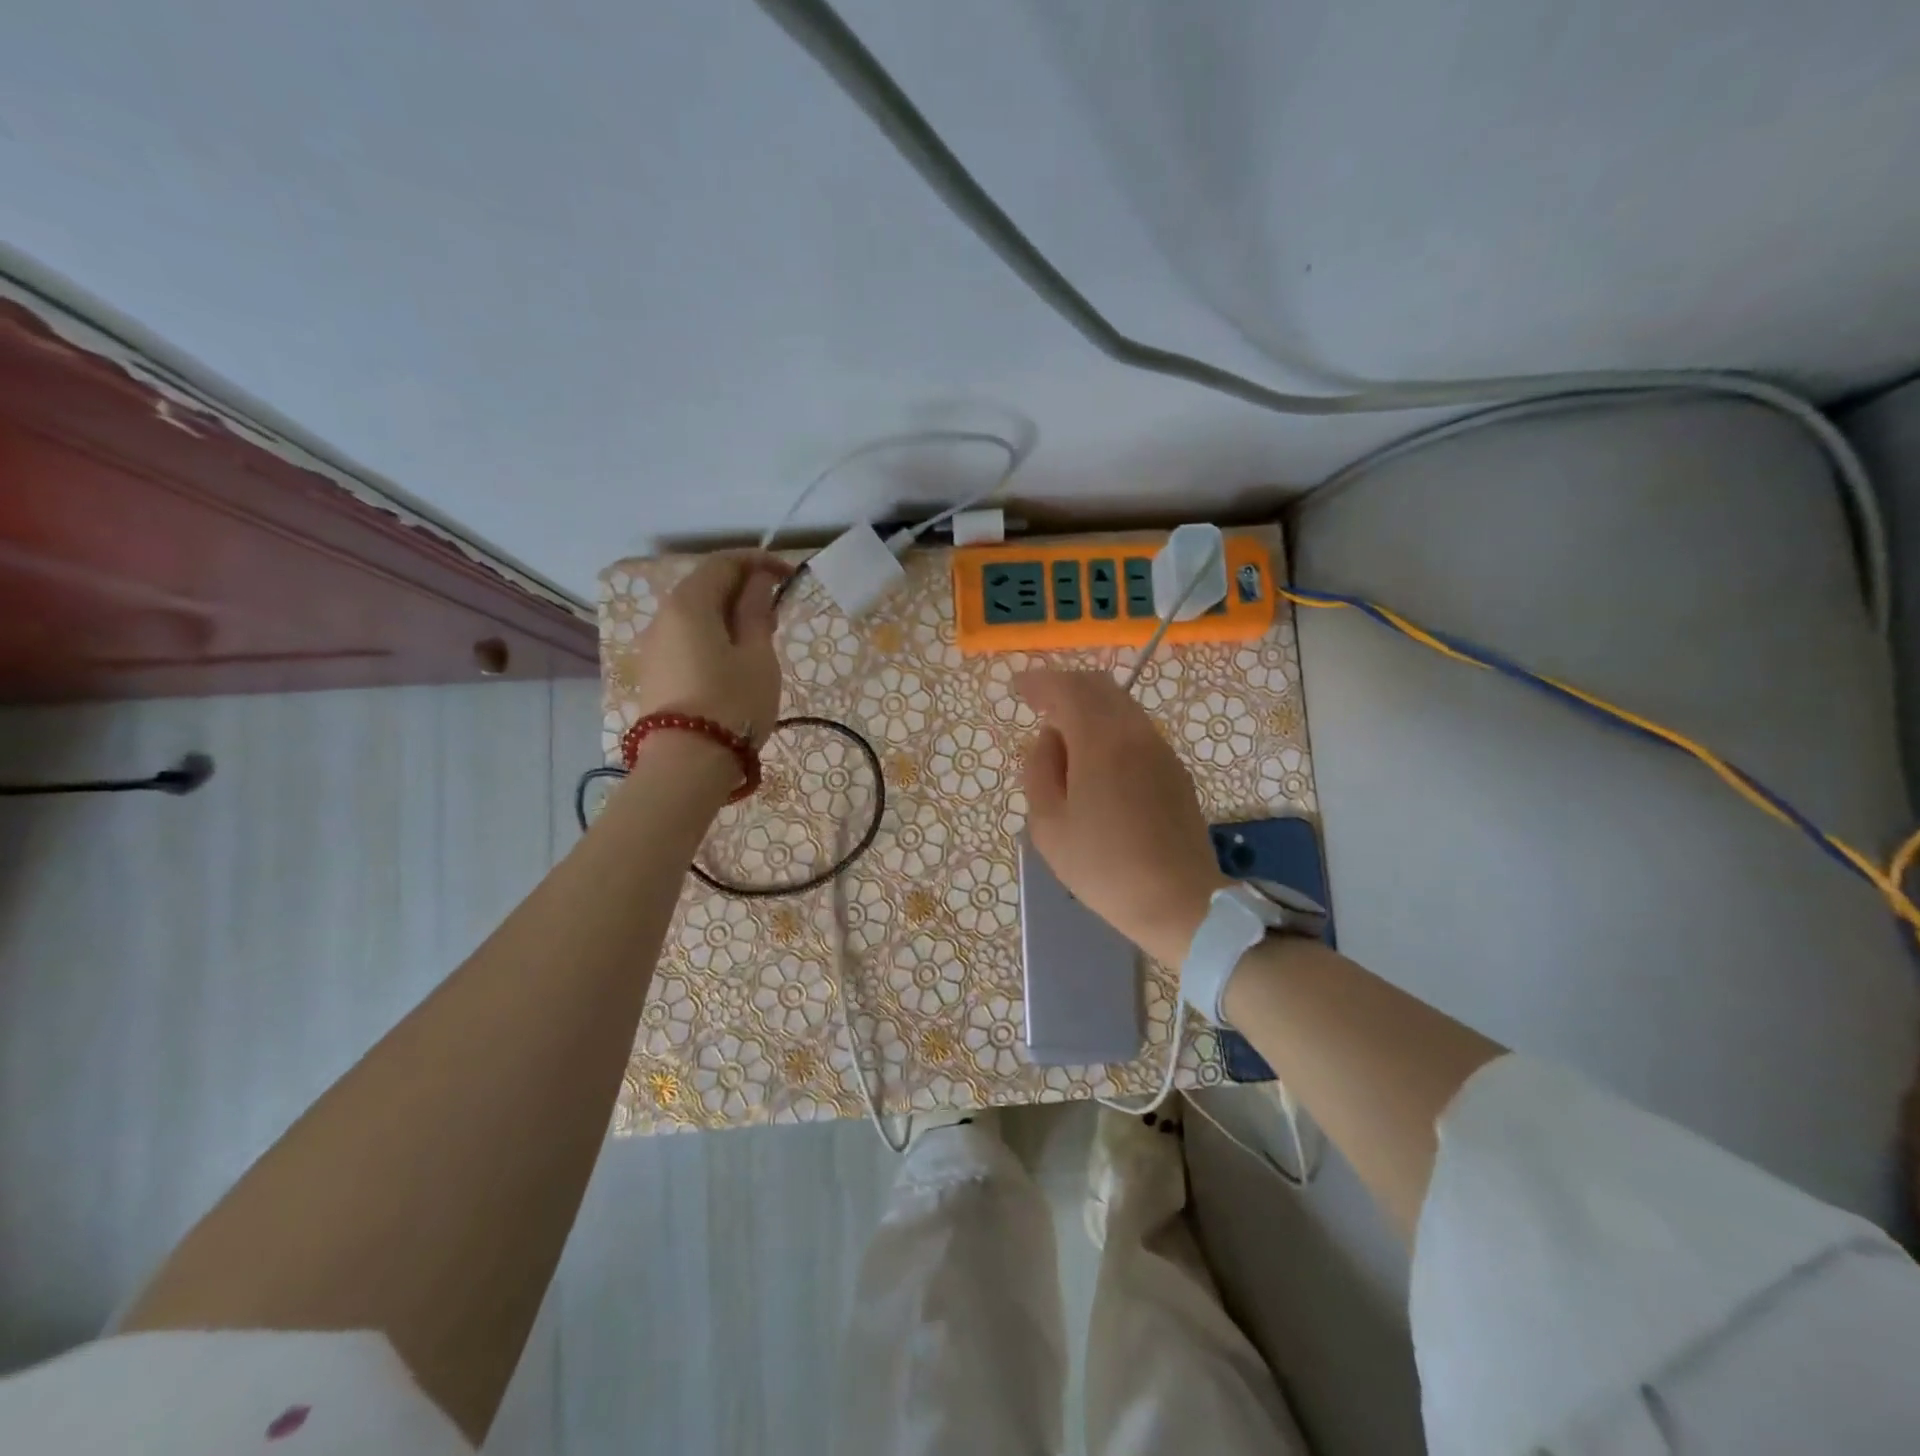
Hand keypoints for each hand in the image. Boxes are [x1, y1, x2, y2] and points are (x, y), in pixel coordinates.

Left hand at [631, 551, 791, 747]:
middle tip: (777, 610)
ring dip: (729, 614)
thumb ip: (756, 613)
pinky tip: (735, 660)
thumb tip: (757, 583)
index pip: (724, 563)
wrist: (686, 764)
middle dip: (743, 588)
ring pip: (696, 614)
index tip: (790, 576)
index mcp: (690, 603)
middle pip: (705, 586)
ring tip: (761, 639)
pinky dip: (714, 635)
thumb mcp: (758, 656)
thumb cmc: (733, 703)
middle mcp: (664, 616)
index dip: (759, 562)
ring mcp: (655, 646)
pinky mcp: (655, 673)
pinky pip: (687, 638)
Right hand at [1016, 669, 1228, 964]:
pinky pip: (1136, 730)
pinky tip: (1096, 759)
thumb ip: (1039, 770)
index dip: (1038, 682)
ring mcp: (1161, 749)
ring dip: (1089, 707)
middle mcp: (1135, 732)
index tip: (1017, 687)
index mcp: (1101, 740)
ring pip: (1121, 706)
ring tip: (1064, 735)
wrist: (1178, 901)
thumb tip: (1047, 739)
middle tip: (1038, 703)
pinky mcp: (1174, 769)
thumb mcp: (1049, 825)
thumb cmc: (1103, 867)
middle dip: (1065, 687)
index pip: (1067, 689)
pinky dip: (1109, 727)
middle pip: (1099, 686)